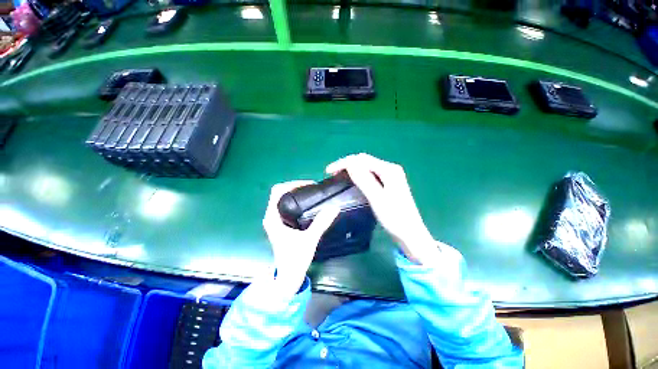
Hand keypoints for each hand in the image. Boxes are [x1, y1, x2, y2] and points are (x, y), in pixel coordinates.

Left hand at [263, 181, 339, 293]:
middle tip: (312, 188)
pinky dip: (295, 201)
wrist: (288, 276)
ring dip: (295, 193)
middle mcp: (271, 216)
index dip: (292, 184)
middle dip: (295, 187)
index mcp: (273, 217)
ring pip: (282, 199)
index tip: (308, 184)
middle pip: (280, 193)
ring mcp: (275, 220)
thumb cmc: (295, 259)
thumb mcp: (309, 239)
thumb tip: (334, 207)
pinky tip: (307, 204)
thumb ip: (321, 223)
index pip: (277, 191)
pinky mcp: (280, 224)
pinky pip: (286, 206)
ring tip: (311, 193)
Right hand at [326, 153, 442, 263]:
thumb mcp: (377, 199)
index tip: (329, 171)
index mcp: (389, 170)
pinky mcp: (388, 184)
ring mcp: (390, 176)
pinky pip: (370, 175)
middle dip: (347, 164)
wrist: (411, 234)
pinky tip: (352, 180)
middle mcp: (390, 169)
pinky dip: (359, 175)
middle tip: (332, 173)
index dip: (344, 163)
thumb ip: (364, 180)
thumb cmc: (395, 218)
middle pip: (364, 161)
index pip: (362, 159)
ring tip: (339, 175)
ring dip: (352, 169)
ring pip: (367, 167)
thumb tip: (349, 164)